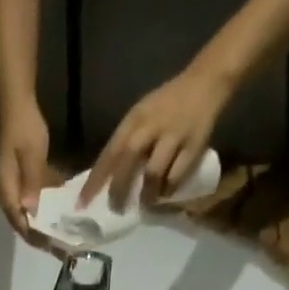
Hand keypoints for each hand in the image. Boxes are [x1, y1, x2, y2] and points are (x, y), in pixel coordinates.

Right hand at [0, 102, 50, 238]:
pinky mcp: (21, 184)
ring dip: (45, 227)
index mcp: (7, 193)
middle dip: (43, 237)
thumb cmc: (24, 128)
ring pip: (29, 217)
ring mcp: (14, 191)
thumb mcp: (31, 154)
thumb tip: (32, 210)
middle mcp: (8, 197)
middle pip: (24, 225)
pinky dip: (45, 213)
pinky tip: (59, 216)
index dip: (37, 238)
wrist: (17, 104)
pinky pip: (33, 205)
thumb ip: (32, 182)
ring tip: (63, 236)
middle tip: (63, 247)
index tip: (55, 247)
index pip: (21, 224)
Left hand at [80, 64, 230, 210]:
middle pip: (128, 160)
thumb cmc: (167, 105)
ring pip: (153, 171)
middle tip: (116, 208)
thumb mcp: (142, 116)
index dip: (95, 180)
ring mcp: (173, 134)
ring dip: (146, 193)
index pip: (110, 152)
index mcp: (135, 118)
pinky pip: (176, 175)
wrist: (206, 81)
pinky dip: (168, 189)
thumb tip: (108, 179)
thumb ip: (126, 143)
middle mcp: (152, 124)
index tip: (82, 204)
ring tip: (144, 203)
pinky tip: (165, 194)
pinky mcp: (193, 144)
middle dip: (119, 189)